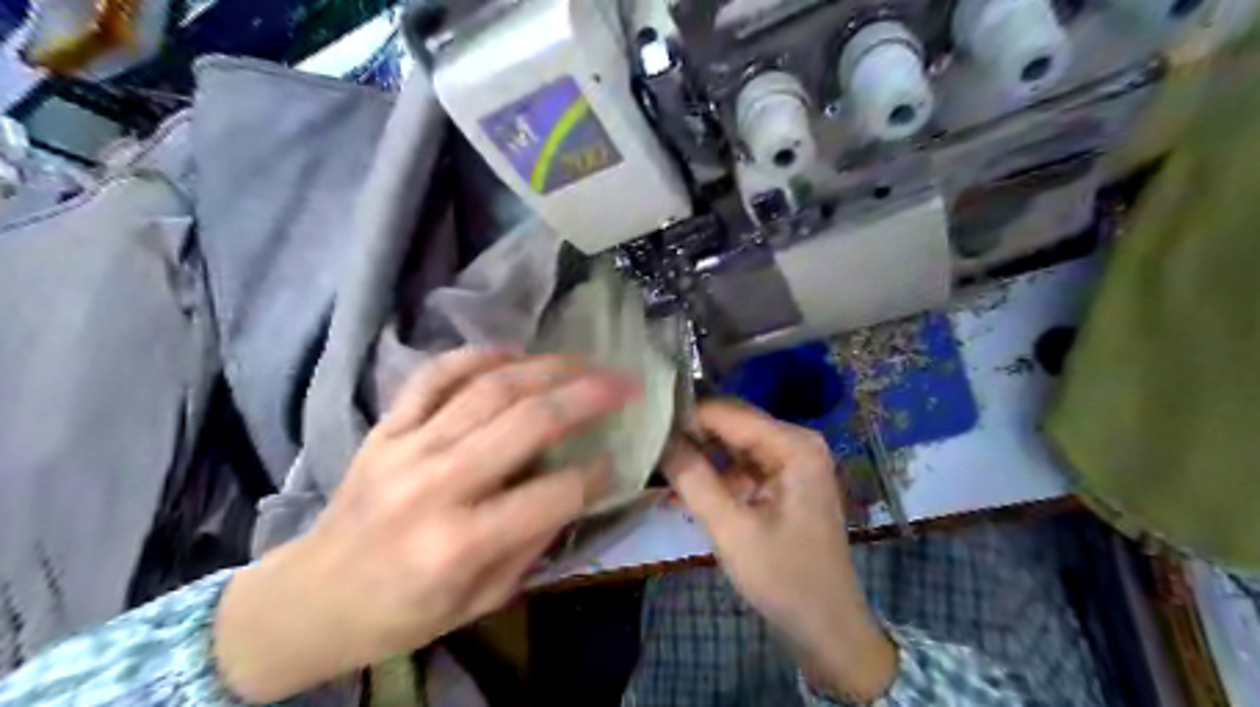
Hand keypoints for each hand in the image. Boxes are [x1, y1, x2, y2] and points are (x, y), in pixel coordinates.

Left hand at [212, 349, 639, 700]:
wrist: (309, 599)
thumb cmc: (402, 613)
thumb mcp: (482, 601)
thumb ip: (534, 542)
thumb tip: (577, 488)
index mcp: (461, 544)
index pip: (553, 494)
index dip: (595, 473)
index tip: (616, 458)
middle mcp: (436, 485)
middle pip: (527, 422)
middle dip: (588, 396)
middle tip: (625, 382)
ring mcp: (407, 447)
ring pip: (490, 388)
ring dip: (547, 368)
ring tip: (584, 362)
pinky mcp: (386, 428)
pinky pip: (435, 376)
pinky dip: (478, 356)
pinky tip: (514, 354)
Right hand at [668, 400, 895, 704]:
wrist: (828, 628)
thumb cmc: (785, 578)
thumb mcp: (732, 530)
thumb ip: (693, 480)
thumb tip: (659, 440)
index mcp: (793, 445)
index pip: (727, 413)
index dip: (684, 418)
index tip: (645, 430)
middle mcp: (796, 442)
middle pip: (731, 425)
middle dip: (691, 438)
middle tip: (647, 449)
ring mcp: (792, 462)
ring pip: (733, 445)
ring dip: (700, 459)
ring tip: (659, 471)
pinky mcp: (784, 481)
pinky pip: (742, 466)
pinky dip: (715, 477)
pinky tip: (683, 492)